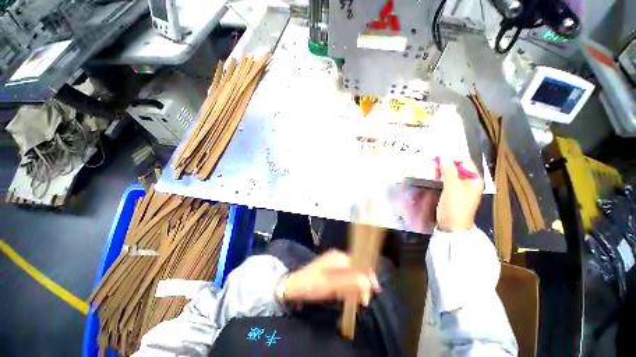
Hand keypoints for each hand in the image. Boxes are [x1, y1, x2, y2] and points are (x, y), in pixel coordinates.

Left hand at [277, 250, 380, 305]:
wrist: (293, 286)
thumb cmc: (311, 285)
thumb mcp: (330, 285)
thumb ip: (349, 282)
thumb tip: (367, 281)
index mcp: (339, 257)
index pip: (360, 263)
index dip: (369, 276)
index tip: (374, 291)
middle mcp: (339, 257)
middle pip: (358, 268)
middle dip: (364, 283)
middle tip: (364, 301)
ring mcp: (335, 263)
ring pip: (353, 273)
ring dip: (357, 286)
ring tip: (357, 300)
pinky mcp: (332, 270)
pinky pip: (346, 276)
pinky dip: (350, 286)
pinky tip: (348, 295)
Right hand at [436, 158, 482, 231]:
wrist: (452, 226)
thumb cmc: (455, 206)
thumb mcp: (452, 188)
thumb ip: (449, 171)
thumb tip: (443, 156)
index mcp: (474, 179)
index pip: (465, 162)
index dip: (452, 157)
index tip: (438, 156)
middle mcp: (469, 181)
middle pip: (458, 166)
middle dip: (446, 163)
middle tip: (433, 163)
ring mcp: (461, 187)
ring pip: (451, 172)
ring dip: (442, 170)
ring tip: (432, 170)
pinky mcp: (453, 192)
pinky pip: (447, 179)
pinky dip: (441, 176)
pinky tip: (434, 176)